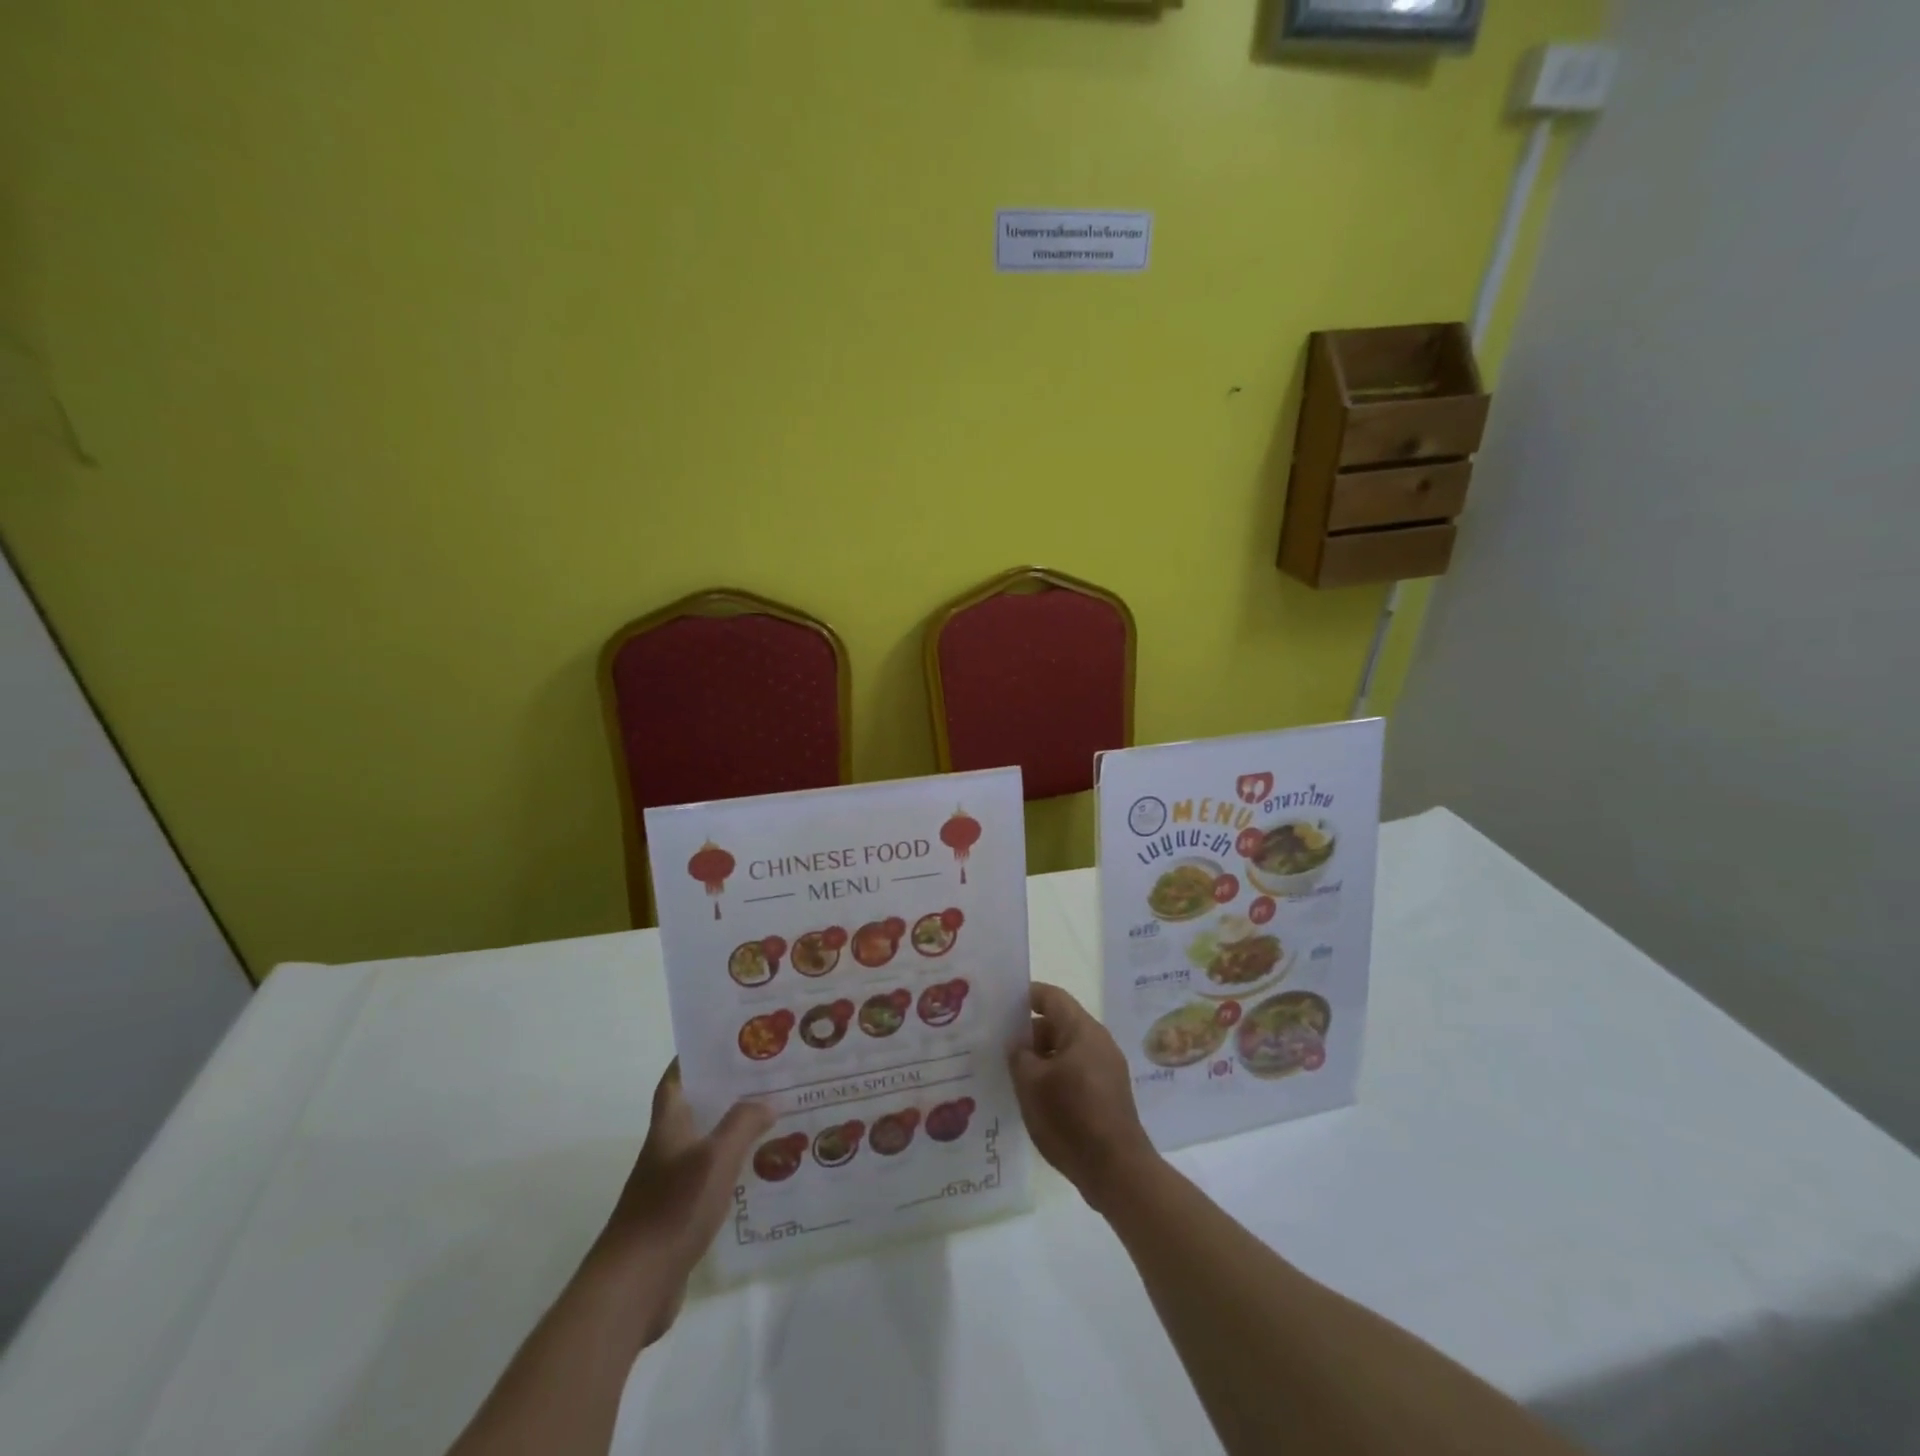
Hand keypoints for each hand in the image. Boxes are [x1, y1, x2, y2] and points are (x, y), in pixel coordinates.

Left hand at [590, 1061, 773, 1344]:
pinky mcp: (680, 1215)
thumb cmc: (671, 1209)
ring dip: (736, 1130)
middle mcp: (668, 1149)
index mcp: (669, 1126)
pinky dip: (734, 1169)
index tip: (725, 1041)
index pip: (676, 1079)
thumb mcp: (715, 1158)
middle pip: (698, 1108)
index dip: (694, 1058)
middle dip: (729, 1092)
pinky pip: (712, 1179)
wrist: (633, 1287)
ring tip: (776, 1118)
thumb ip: (743, 1124)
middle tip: (769, 1077)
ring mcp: (672, 1184)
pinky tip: (762, 1172)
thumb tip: (767, 1101)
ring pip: (708, 1144)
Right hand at [1008, 983, 1160, 1212]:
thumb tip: (1018, 1045)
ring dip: (1041, 1057)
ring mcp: (1107, 1068)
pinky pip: (1076, 1071)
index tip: (1000, 1005)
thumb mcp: (1032, 1084)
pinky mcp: (1108, 1093)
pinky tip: (1036, 1097)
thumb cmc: (1071, 1118)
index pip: (1052, 997)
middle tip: (999, 1046)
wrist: (1117, 1171)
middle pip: (1059, 1023)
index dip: (1026, 996)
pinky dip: (1055, 1076)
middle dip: (1029, 1032)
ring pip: (1066, 1050)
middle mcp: (1098, 1042)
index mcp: (1082, 1030)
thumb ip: (1019, 1056)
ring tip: (1012, 1074)